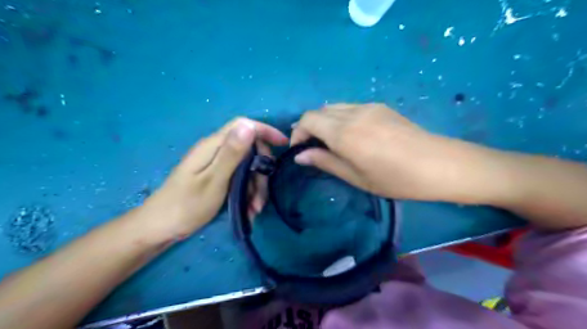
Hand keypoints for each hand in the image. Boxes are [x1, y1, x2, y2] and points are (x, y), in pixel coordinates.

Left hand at [134, 117, 288, 238]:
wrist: (160, 227)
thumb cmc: (186, 205)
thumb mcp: (213, 180)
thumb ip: (231, 153)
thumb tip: (249, 125)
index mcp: (213, 146)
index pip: (243, 125)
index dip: (265, 131)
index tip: (283, 144)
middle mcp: (215, 151)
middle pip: (249, 151)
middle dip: (260, 172)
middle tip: (262, 197)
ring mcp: (215, 165)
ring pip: (246, 168)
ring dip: (255, 188)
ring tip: (254, 210)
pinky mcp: (216, 177)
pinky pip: (239, 179)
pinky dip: (247, 192)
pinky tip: (248, 210)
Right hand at [294, 103, 462, 199]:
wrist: (439, 164)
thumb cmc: (395, 179)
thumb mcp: (356, 177)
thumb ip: (325, 162)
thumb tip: (300, 156)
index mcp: (344, 133)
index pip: (308, 120)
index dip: (298, 133)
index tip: (300, 149)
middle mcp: (353, 113)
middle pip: (319, 111)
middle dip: (309, 127)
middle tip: (313, 148)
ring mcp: (368, 106)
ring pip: (334, 107)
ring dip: (324, 121)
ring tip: (330, 141)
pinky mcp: (380, 106)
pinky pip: (350, 107)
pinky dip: (340, 117)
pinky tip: (350, 134)